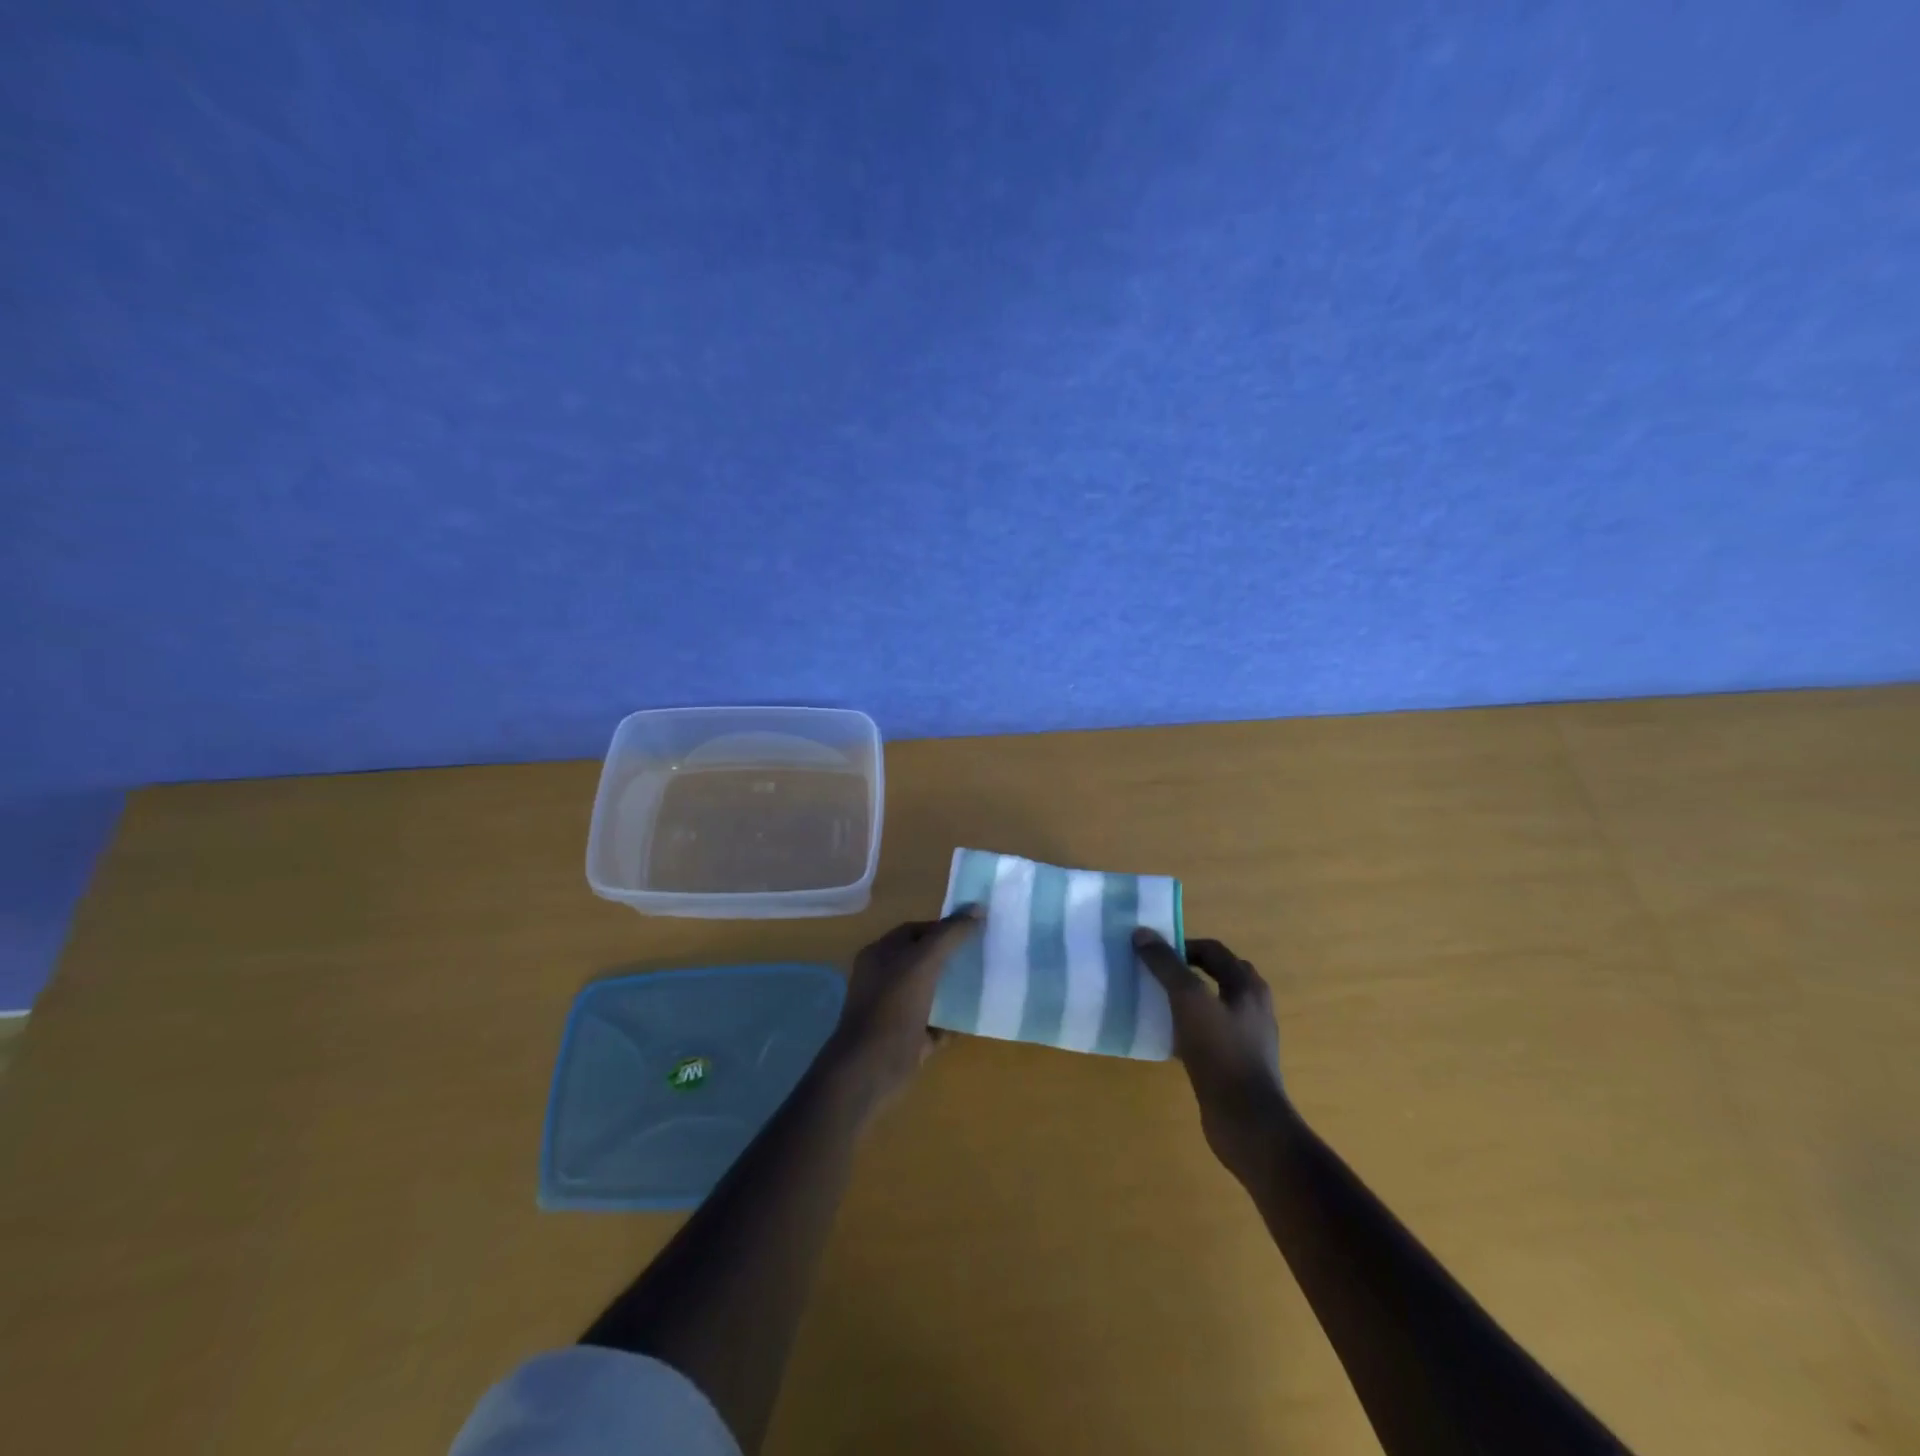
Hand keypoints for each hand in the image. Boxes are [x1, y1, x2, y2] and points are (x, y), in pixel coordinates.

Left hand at [822, 907, 983, 1113]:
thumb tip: (978, 908)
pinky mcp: (908, 1039)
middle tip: (984, 954)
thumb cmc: (892, 1007)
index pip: (914, 930)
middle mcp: (884, 979)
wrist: (870, 1069)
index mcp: (880, 955)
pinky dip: (953, 1020)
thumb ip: (950, 935)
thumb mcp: (923, 962)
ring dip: (954, 988)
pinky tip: (976, 1016)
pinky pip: (936, 1023)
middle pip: (923, 960)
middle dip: (951, 956)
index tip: (974, 929)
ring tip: (986, 981)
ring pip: (930, 991)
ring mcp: (895, 1010)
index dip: (942, 928)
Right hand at [1133, 931, 1288, 1181]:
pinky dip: (1186, 1027)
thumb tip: (1142, 933)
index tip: (1150, 952)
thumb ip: (1166, 965)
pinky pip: (1207, 1033)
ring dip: (1183, 1000)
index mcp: (1247, 985)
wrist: (1247, 1121)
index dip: (1181, 945)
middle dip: (1183, 971)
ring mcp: (1246, 1036)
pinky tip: (1163, 1037)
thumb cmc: (1220, 1052)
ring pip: (1210, 1005)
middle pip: (1214, 975)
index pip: (1212, 950)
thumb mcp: (1189, 1001)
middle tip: (1152, 974)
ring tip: (1152, 1002)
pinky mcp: (1235, 1063)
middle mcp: (1251, 1006)